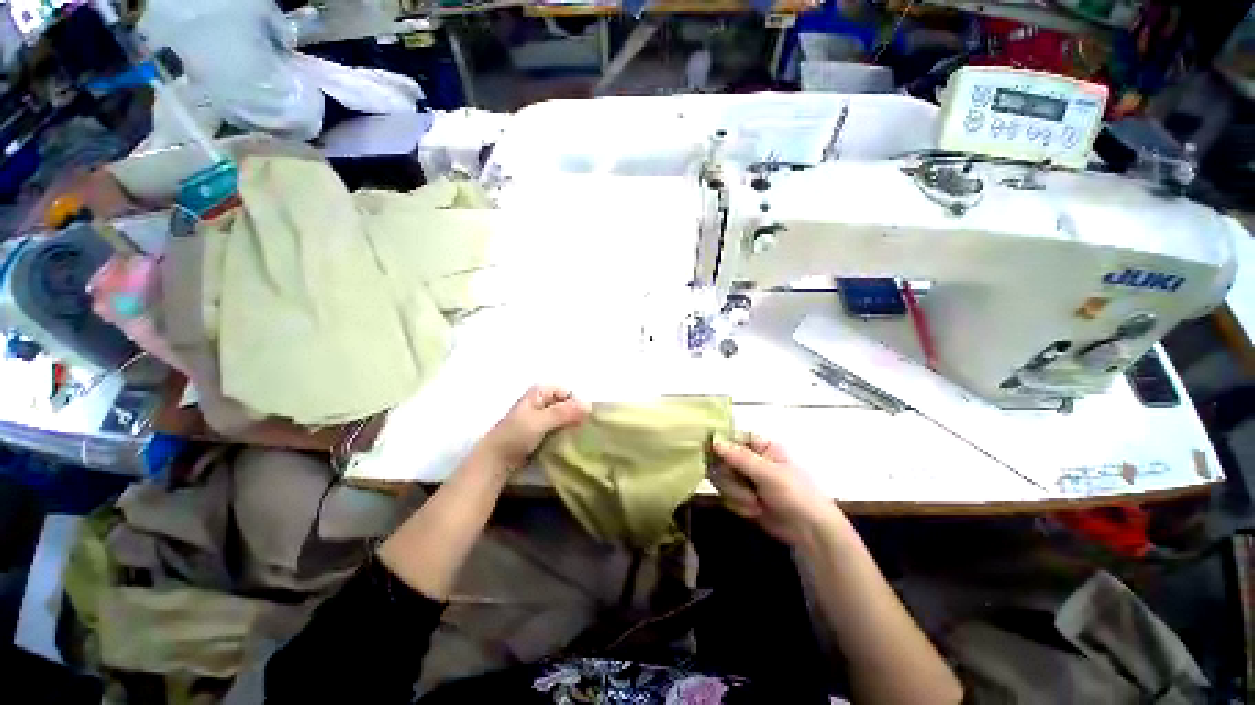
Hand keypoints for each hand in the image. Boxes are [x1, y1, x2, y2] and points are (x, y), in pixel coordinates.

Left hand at [473, 385, 589, 472]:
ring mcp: (542, 416)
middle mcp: (543, 400)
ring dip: (572, 426)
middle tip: (582, 431)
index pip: (568, 392)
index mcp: (540, 391)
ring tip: (577, 439)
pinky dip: (566, 434)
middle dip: (576, 416)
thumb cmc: (514, 436)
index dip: (577, 404)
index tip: (583, 420)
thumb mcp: (540, 421)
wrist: (495, 461)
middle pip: (568, 404)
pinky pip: (560, 428)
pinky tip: (569, 444)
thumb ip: (564, 412)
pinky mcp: (543, 431)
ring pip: (565, 417)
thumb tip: (589, 405)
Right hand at [710, 434, 842, 545]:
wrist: (810, 533)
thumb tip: (714, 441)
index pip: (731, 437)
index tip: (711, 454)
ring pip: (720, 478)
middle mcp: (749, 458)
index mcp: (760, 446)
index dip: (719, 444)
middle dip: (730, 478)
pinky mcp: (741, 496)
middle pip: (720, 459)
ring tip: (755, 504)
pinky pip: (725, 495)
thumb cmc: (796, 495)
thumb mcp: (769, 474)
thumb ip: (740, 457)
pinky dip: (738, 505)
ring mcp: (744, 478)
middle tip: (745, 489)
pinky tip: (755, 512)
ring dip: (735, 493)